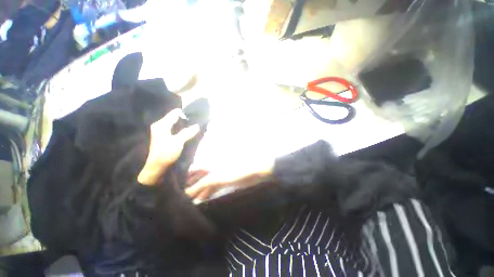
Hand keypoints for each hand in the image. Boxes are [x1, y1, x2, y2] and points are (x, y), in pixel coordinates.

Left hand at [138, 109, 199, 184]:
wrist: (156, 167)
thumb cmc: (166, 153)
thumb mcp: (178, 142)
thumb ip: (187, 132)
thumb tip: (197, 125)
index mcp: (162, 125)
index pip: (175, 113)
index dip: (185, 113)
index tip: (196, 115)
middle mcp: (160, 125)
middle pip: (175, 118)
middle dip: (186, 119)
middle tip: (197, 121)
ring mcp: (161, 131)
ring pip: (175, 124)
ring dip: (184, 125)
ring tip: (195, 126)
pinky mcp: (164, 136)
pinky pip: (174, 129)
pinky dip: (181, 129)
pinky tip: (188, 132)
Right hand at [185, 160, 274, 202]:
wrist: (253, 172)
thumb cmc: (235, 171)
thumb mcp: (216, 178)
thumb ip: (201, 185)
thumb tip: (186, 194)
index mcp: (209, 163)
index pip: (192, 170)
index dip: (184, 179)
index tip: (175, 189)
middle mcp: (211, 169)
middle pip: (198, 178)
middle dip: (190, 187)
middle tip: (179, 200)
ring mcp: (218, 176)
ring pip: (204, 185)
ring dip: (198, 193)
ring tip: (187, 205)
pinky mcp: (223, 183)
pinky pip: (212, 189)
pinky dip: (206, 195)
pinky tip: (201, 203)